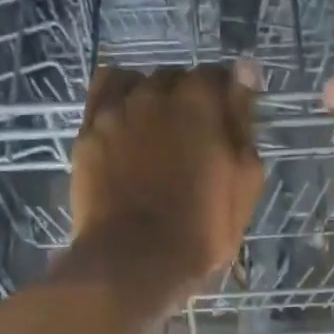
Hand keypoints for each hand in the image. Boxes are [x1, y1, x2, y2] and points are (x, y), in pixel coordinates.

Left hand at [66, 63, 264, 316]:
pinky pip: (103, 95)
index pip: (219, 76)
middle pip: (176, 78)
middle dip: (187, 100)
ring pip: (138, 83)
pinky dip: (118, 100)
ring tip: (155, 132)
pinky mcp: (88, 131)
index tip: (227, 126)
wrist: (135, 261)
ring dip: (151, 98)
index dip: (225, 100)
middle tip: (192, 140)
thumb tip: (245, 72)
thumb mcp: (245, 181)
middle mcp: (156, 93)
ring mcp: (116, 110)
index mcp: (200, 101)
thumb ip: (243, 122)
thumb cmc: (201, 229)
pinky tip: (124, 123)